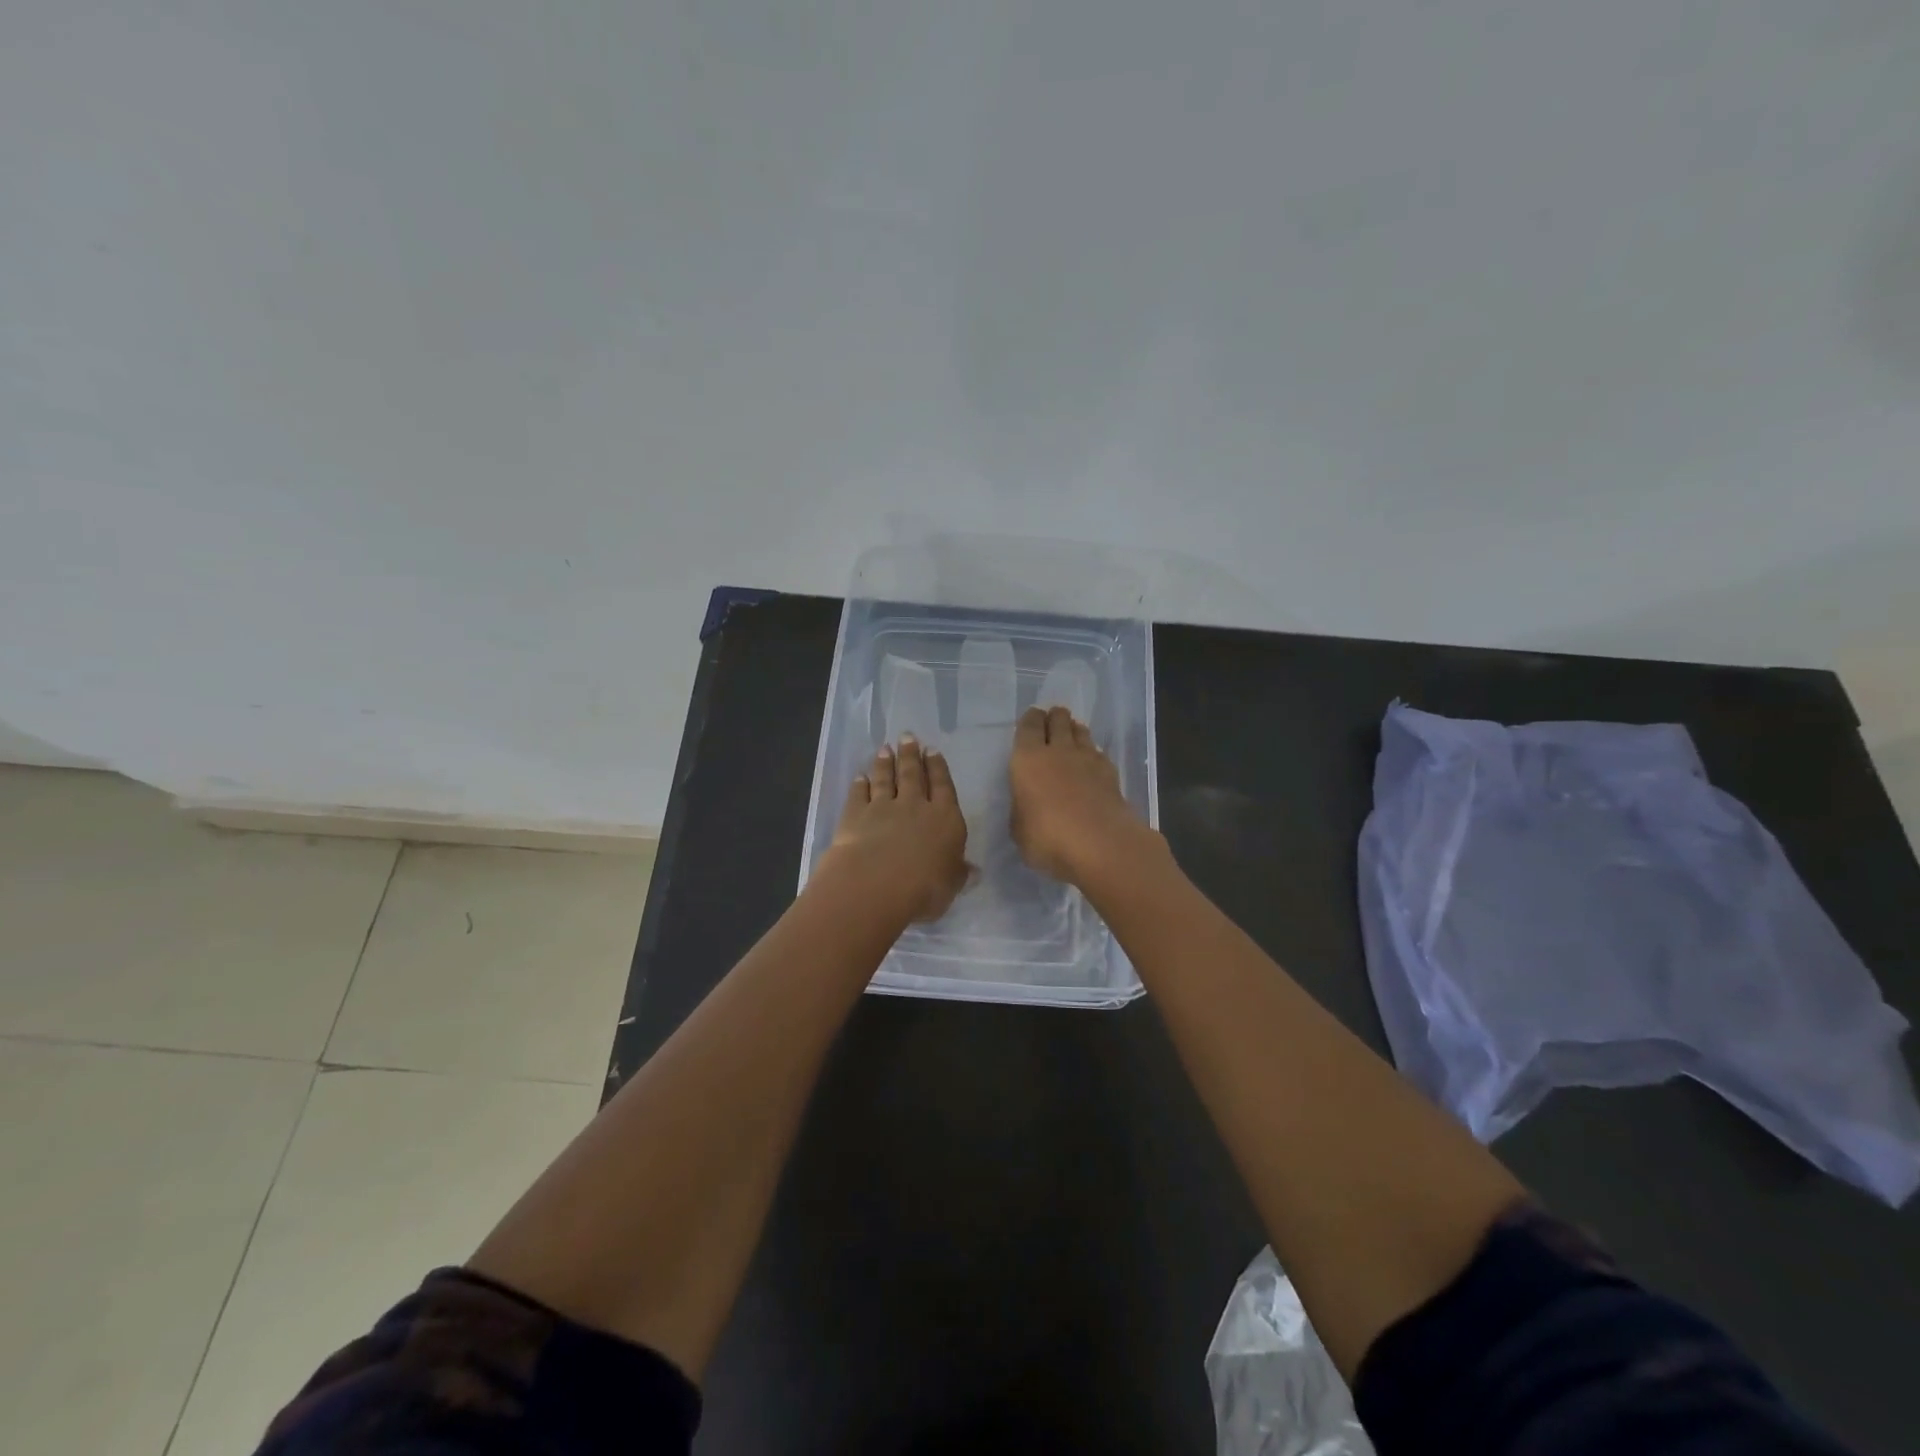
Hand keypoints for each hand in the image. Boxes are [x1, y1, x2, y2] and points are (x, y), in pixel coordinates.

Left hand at [823, 736, 968, 921]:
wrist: (876, 884)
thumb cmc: (924, 888)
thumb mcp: (951, 885)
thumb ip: (960, 873)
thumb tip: (974, 870)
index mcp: (945, 819)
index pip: (943, 786)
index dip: (938, 767)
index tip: (932, 750)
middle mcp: (915, 806)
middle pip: (913, 775)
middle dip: (911, 755)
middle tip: (907, 736)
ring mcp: (883, 807)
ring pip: (885, 779)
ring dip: (885, 763)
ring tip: (885, 749)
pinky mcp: (856, 815)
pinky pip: (859, 794)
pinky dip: (859, 784)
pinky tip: (859, 776)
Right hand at [1009, 706, 1151, 885]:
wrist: (1100, 844)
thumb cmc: (1048, 837)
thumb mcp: (1019, 830)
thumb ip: (1022, 809)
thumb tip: (1028, 804)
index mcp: (1028, 759)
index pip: (1029, 726)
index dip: (1030, 720)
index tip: (1032, 720)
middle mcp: (1058, 750)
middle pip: (1058, 719)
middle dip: (1054, 718)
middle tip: (1052, 723)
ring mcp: (1088, 759)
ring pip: (1081, 731)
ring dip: (1074, 731)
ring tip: (1071, 738)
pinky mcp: (1111, 772)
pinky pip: (1098, 752)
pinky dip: (1092, 754)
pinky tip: (1091, 764)